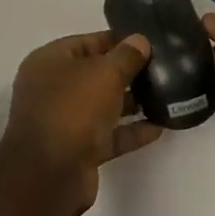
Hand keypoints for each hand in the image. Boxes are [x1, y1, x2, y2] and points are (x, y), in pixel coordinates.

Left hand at [0, 32, 163, 215]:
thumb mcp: (104, 73)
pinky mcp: (77, 151)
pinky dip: (130, 131)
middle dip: (126, 72)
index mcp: (49, 62)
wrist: (50, 175)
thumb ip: (126, 56)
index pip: (86, 42)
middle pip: (94, 74)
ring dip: (131, 103)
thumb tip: (140, 40)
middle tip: (162, 69)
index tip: (148, 42)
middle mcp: (52, 89)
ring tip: (165, 96)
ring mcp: (63, 121)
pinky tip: (159, 127)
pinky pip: (107, 135)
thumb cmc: (73, 109)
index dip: (117, 40)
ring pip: (102, 106)